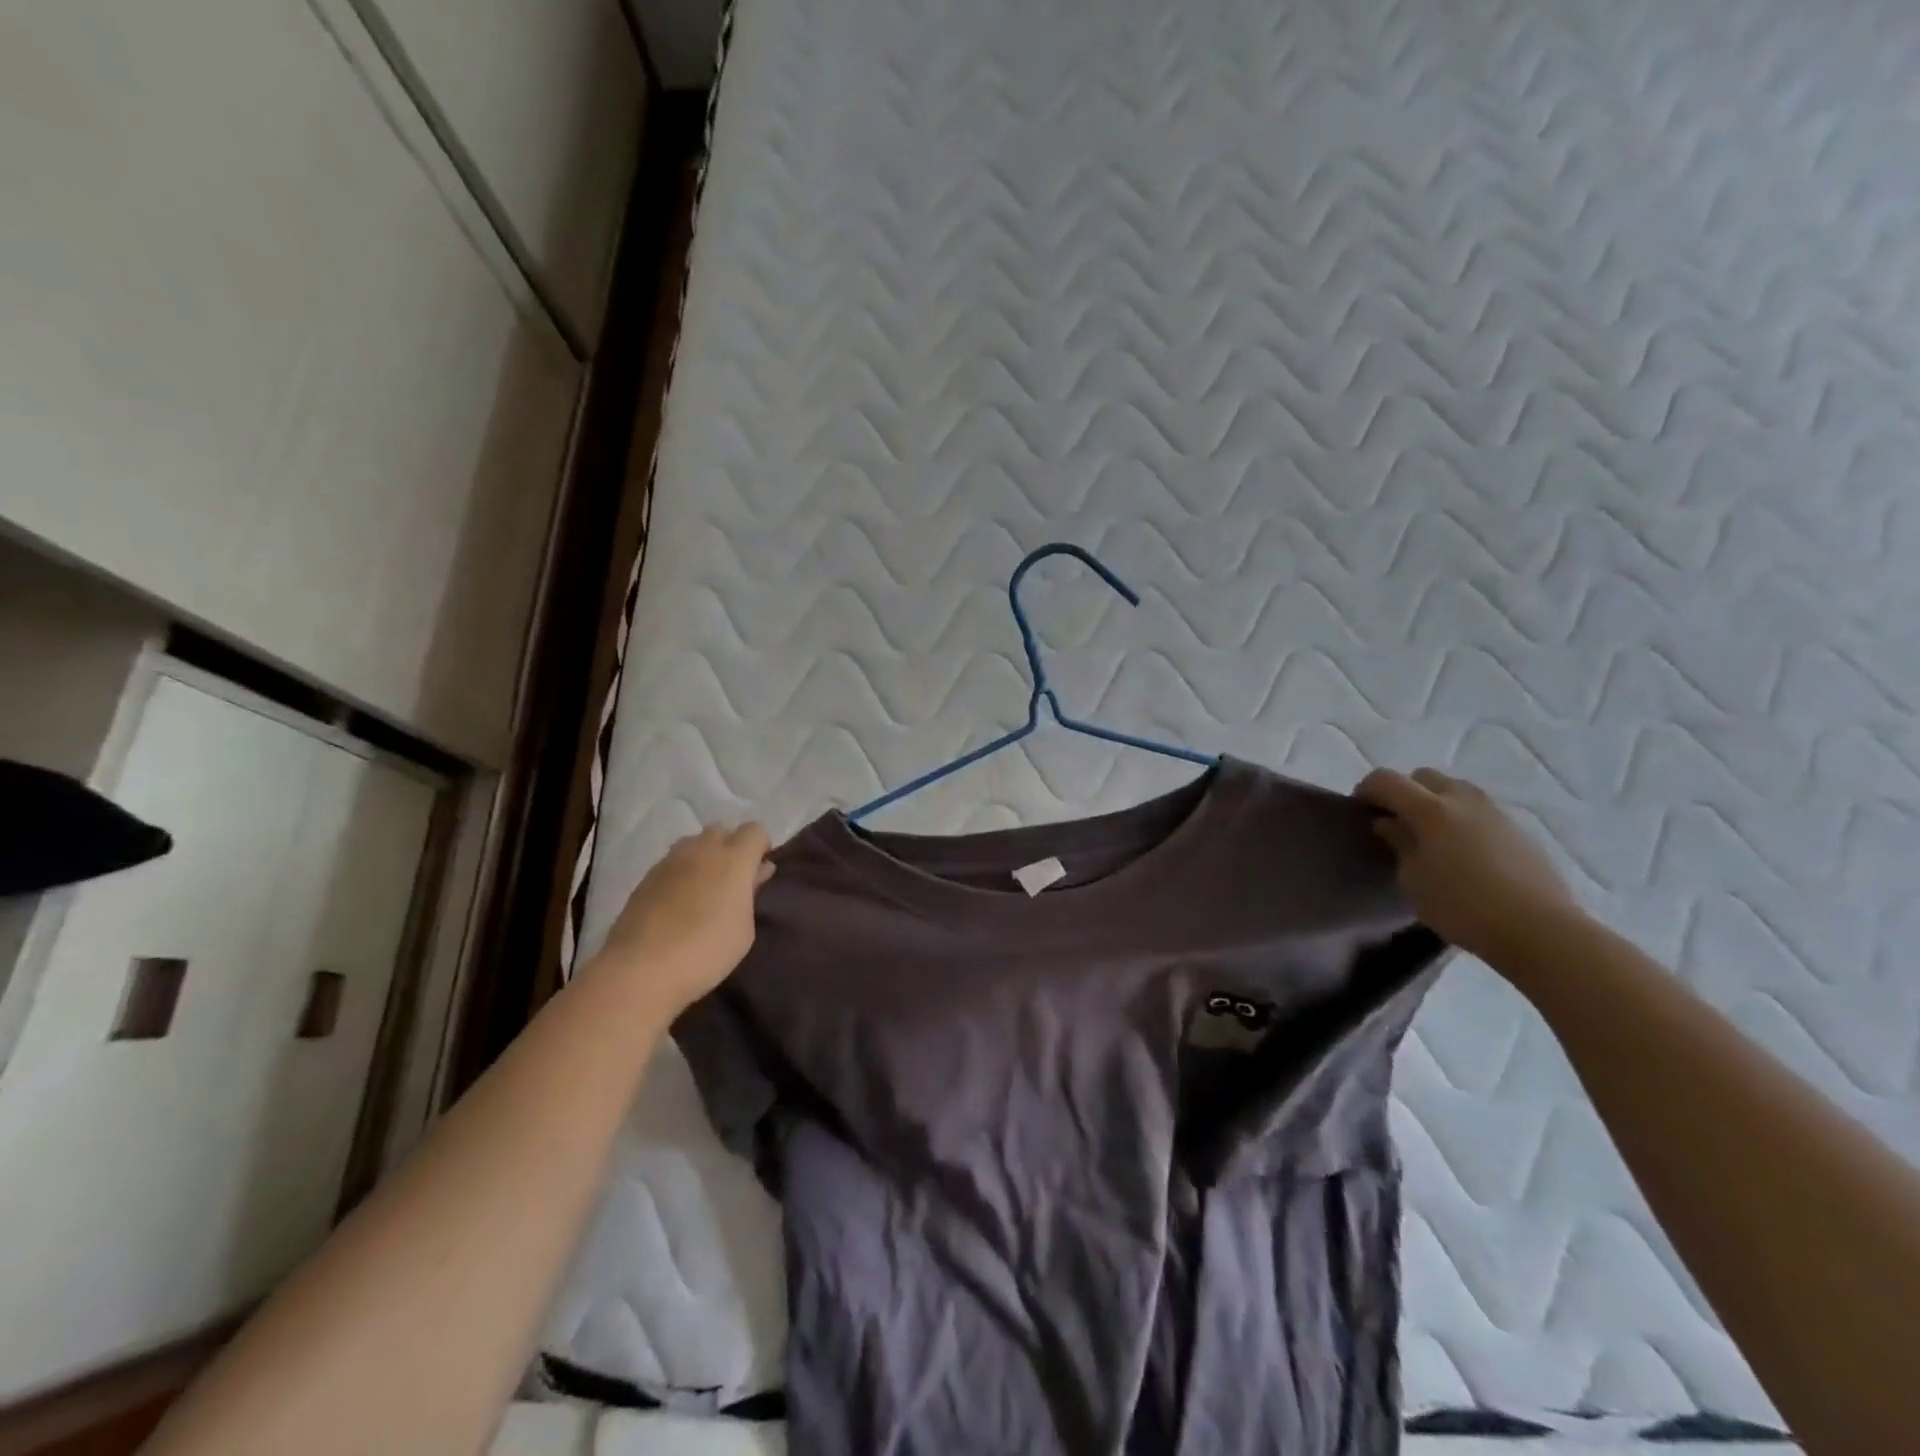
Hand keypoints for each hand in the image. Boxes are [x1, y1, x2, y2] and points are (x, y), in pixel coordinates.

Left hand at [591, 824, 773, 1012]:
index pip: (755, 830)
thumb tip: (756, 872)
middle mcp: (702, 850)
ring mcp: (670, 861)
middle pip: (722, 831)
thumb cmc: (706, 951)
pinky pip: (672, 863)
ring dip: (704, 858)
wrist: (641, 970)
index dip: (761, 848)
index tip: (759, 874)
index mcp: (733, 858)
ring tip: (703, 892)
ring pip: (694, 844)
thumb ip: (752, 893)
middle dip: (731, 848)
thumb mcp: (744, 929)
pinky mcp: (646, 877)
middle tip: (732, 883)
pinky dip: (681, 874)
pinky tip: (678, 905)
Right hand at [1355, 768, 1584, 962]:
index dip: (1367, 789)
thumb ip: (1399, 843)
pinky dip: (1461, 819)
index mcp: (1430, 809)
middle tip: (1394, 820)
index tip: (1359, 810)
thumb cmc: (1462, 906)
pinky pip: (1479, 811)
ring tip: (1429, 835)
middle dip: (1403, 791)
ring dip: (1435, 802)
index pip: (1387, 780)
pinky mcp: (1518, 831)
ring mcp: (1495, 813)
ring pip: (1455, 790)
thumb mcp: (1414, 879)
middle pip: (1423, 777)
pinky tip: (1462, 852)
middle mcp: (1462, 800)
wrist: (1539, 930)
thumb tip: (1390, 823)